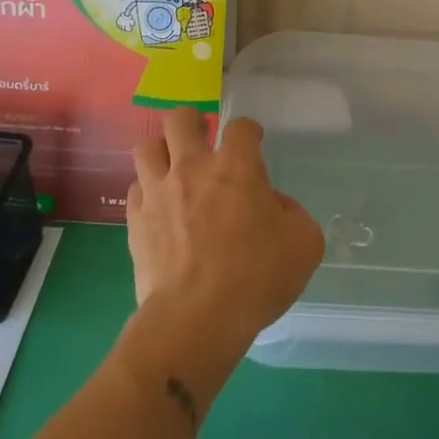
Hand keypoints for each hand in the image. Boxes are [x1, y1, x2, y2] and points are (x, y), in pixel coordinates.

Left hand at [125, 108, 324, 351]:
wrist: (195, 319)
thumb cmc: (256, 277)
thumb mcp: (304, 243)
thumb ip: (292, 213)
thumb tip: (272, 205)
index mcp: (237, 166)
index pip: (241, 126)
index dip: (249, 132)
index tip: (253, 145)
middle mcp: (193, 167)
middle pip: (181, 119)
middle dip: (193, 123)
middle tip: (204, 142)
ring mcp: (158, 191)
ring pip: (147, 146)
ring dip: (163, 151)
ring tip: (174, 168)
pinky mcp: (134, 220)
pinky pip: (135, 188)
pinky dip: (147, 191)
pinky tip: (159, 206)